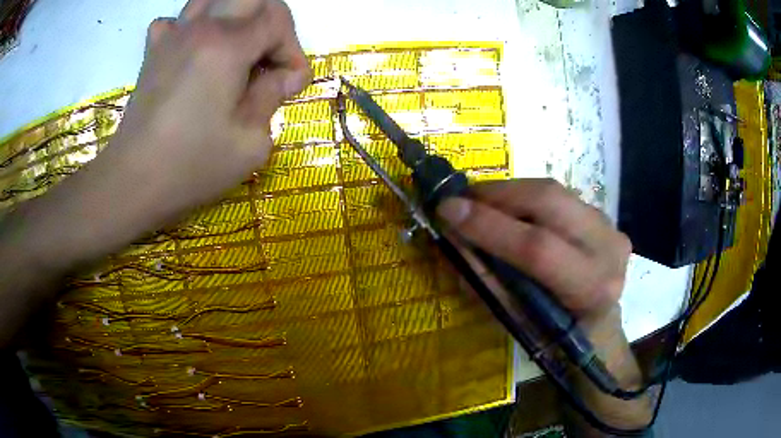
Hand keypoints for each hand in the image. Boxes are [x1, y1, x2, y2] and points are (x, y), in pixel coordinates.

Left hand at [109, 0, 310, 218]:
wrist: (131, 182)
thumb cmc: (190, 167)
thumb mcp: (250, 143)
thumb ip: (273, 97)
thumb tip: (285, 76)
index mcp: (227, 46)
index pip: (277, 21)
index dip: (292, 50)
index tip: (289, 84)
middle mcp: (201, 28)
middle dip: (271, 20)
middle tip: (267, 55)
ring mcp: (172, 36)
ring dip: (234, 16)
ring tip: (235, 49)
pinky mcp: (154, 51)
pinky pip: (176, 20)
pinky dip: (192, 27)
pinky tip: (193, 51)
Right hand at [437, 179, 651, 431]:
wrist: (597, 326)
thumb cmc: (556, 337)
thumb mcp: (519, 320)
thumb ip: (487, 279)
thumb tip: (453, 240)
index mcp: (591, 288)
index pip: (537, 248)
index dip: (489, 226)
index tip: (447, 210)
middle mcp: (607, 248)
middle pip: (549, 201)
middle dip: (497, 194)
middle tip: (461, 199)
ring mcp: (609, 226)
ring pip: (553, 191)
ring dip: (509, 192)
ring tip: (479, 201)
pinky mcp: (602, 214)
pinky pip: (557, 195)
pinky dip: (525, 197)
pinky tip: (508, 207)